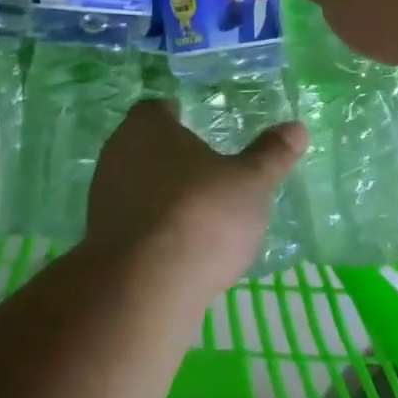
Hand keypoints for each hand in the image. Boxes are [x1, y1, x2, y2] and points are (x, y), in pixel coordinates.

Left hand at [84, 99, 306, 295]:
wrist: (145, 287)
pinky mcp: (101, 241)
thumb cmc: (201, 214)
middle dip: (171, 157)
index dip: (176, 116)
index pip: (157, 109)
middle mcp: (117, 154)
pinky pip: (133, 223)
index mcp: (147, 127)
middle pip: (143, 147)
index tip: (199, 127)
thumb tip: (296, 127)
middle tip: (205, 169)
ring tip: (199, 211)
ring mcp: (103, 199)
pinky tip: (181, 247)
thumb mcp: (251, 182)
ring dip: (161, 195)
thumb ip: (271, 154)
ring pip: (136, 186)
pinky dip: (154, 229)